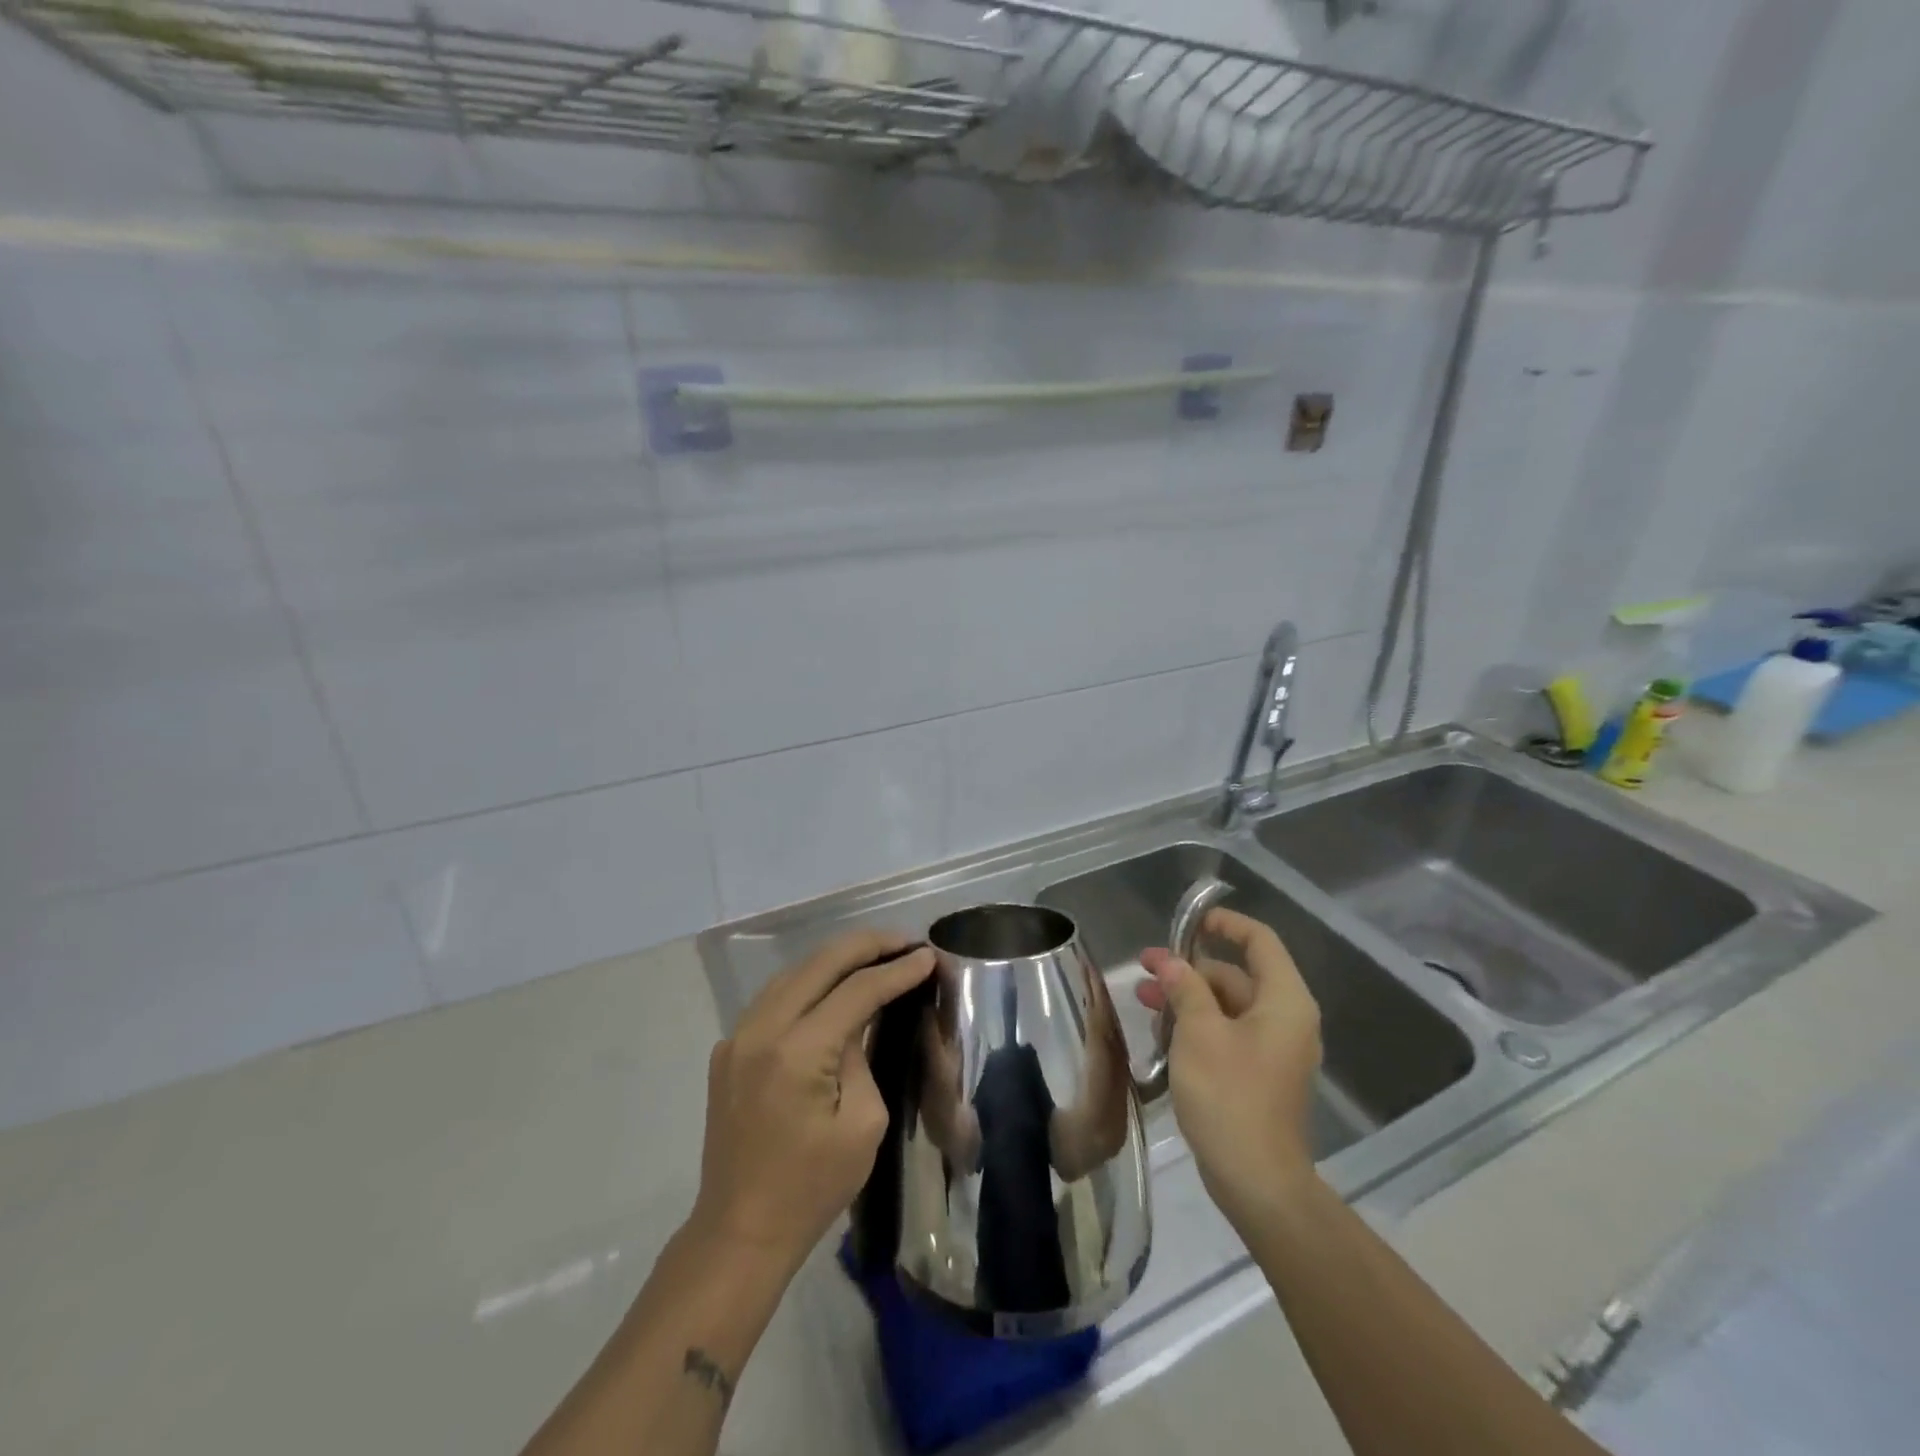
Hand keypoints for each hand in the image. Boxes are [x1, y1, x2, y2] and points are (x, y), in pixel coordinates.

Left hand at [693, 929, 934, 1272]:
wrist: (740, 1231)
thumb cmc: (812, 1187)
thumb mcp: (862, 1124)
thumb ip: (863, 1056)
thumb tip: (860, 1018)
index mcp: (797, 1052)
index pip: (856, 991)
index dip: (896, 970)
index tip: (928, 956)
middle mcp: (761, 1030)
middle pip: (820, 963)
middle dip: (867, 945)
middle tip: (905, 941)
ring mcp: (737, 1037)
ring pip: (792, 973)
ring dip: (835, 959)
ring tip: (875, 955)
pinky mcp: (727, 1050)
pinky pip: (773, 999)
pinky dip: (808, 983)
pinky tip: (832, 987)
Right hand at [1136, 908, 1321, 1232]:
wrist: (1257, 1181)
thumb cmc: (1230, 1095)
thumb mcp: (1199, 1033)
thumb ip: (1185, 988)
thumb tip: (1171, 963)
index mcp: (1284, 1001)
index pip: (1260, 941)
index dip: (1225, 924)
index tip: (1189, 922)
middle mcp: (1286, 1019)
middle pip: (1237, 974)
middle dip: (1190, 969)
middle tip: (1146, 970)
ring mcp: (1274, 1050)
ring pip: (1228, 1006)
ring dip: (1188, 999)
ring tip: (1144, 1001)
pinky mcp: (1259, 1074)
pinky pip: (1228, 1033)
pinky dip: (1198, 1026)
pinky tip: (1162, 1034)